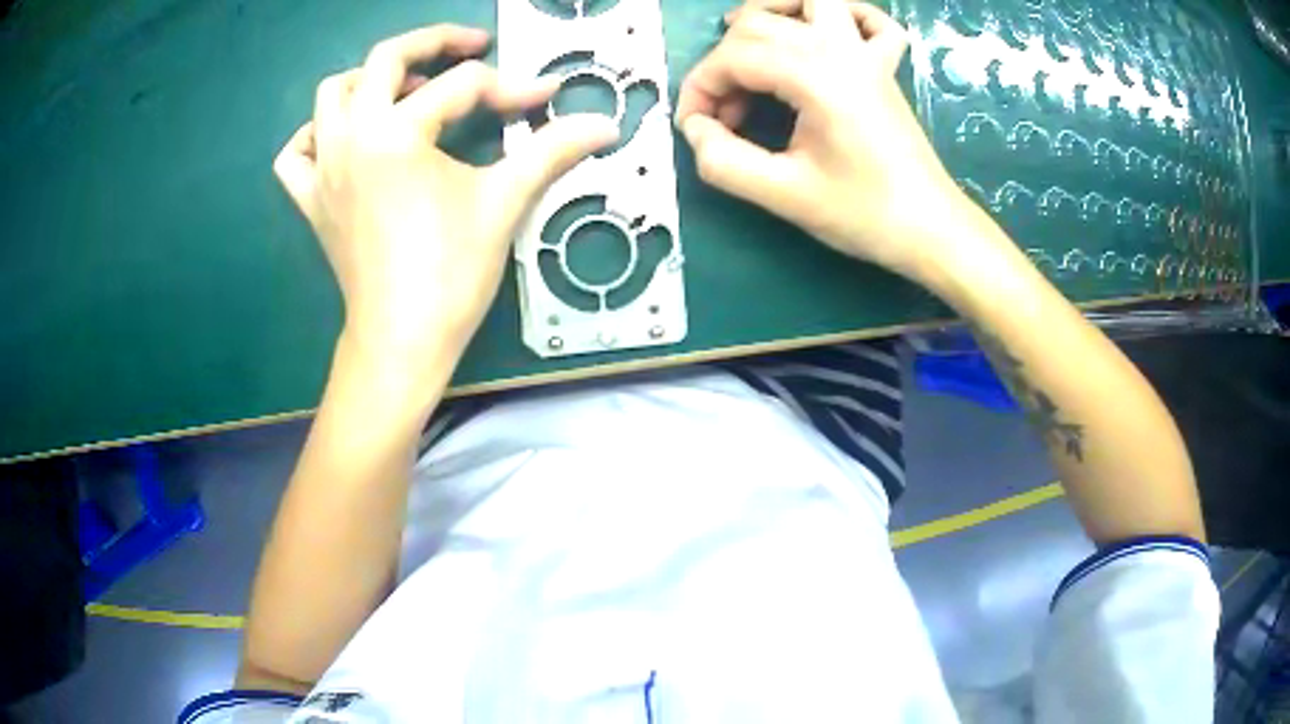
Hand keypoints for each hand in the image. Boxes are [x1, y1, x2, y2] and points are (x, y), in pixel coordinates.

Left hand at [275, 25, 618, 371]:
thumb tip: (605, 124)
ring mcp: (323, 168)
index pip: (462, 87)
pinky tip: (346, 139)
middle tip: (470, 48)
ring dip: (370, 80)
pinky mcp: (311, 200)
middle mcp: (350, 137)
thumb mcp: (504, 201)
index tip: (543, 99)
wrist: (402, 340)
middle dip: (434, 43)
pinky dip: (316, 135)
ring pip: (332, 95)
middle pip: (384, 59)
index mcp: (395, 133)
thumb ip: (553, 150)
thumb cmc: (451, 272)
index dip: (512, 87)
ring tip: (407, 91)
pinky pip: (297, 152)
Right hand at [676, 0, 972, 282]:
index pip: (733, 57)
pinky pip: (869, 20)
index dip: (699, 88)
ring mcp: (866, 53)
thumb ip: (724, 161)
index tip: (693, 128)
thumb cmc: (864, 214)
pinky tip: (823, 33)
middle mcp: (839, 49)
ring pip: (812, 1)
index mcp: (814, 76)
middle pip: (758, 24)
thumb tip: (696, 129)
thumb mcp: (784, 195)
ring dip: (771, 12)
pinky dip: (842, 14)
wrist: (929, 229)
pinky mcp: (884, 66)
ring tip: (746, 43)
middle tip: (724, 113)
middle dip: (723, 62)